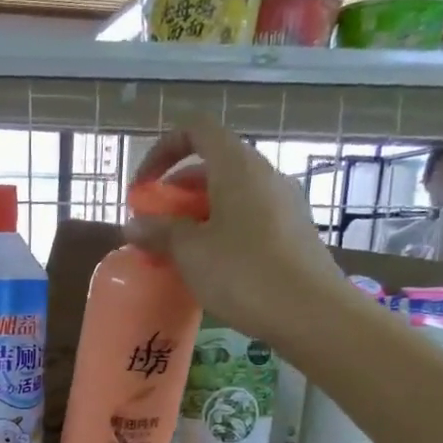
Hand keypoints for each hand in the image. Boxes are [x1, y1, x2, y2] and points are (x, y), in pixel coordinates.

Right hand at [127, 120, 339, 329]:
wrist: (310, 312)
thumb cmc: (244, 273)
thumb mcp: (190, 252)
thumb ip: (159, 232)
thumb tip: (132, 225)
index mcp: (238, 166)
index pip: (196, 131)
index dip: (163, 150)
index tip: (143, 187)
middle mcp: (264, 175)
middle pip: (212, 166)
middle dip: (176, 193)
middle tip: (154, 227)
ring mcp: (284, 203)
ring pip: (230, 195)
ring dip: (197, 215)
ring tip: (176, 252)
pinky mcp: (293, 232)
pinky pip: (248, 218)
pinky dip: (221, 230)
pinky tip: (209, 267)